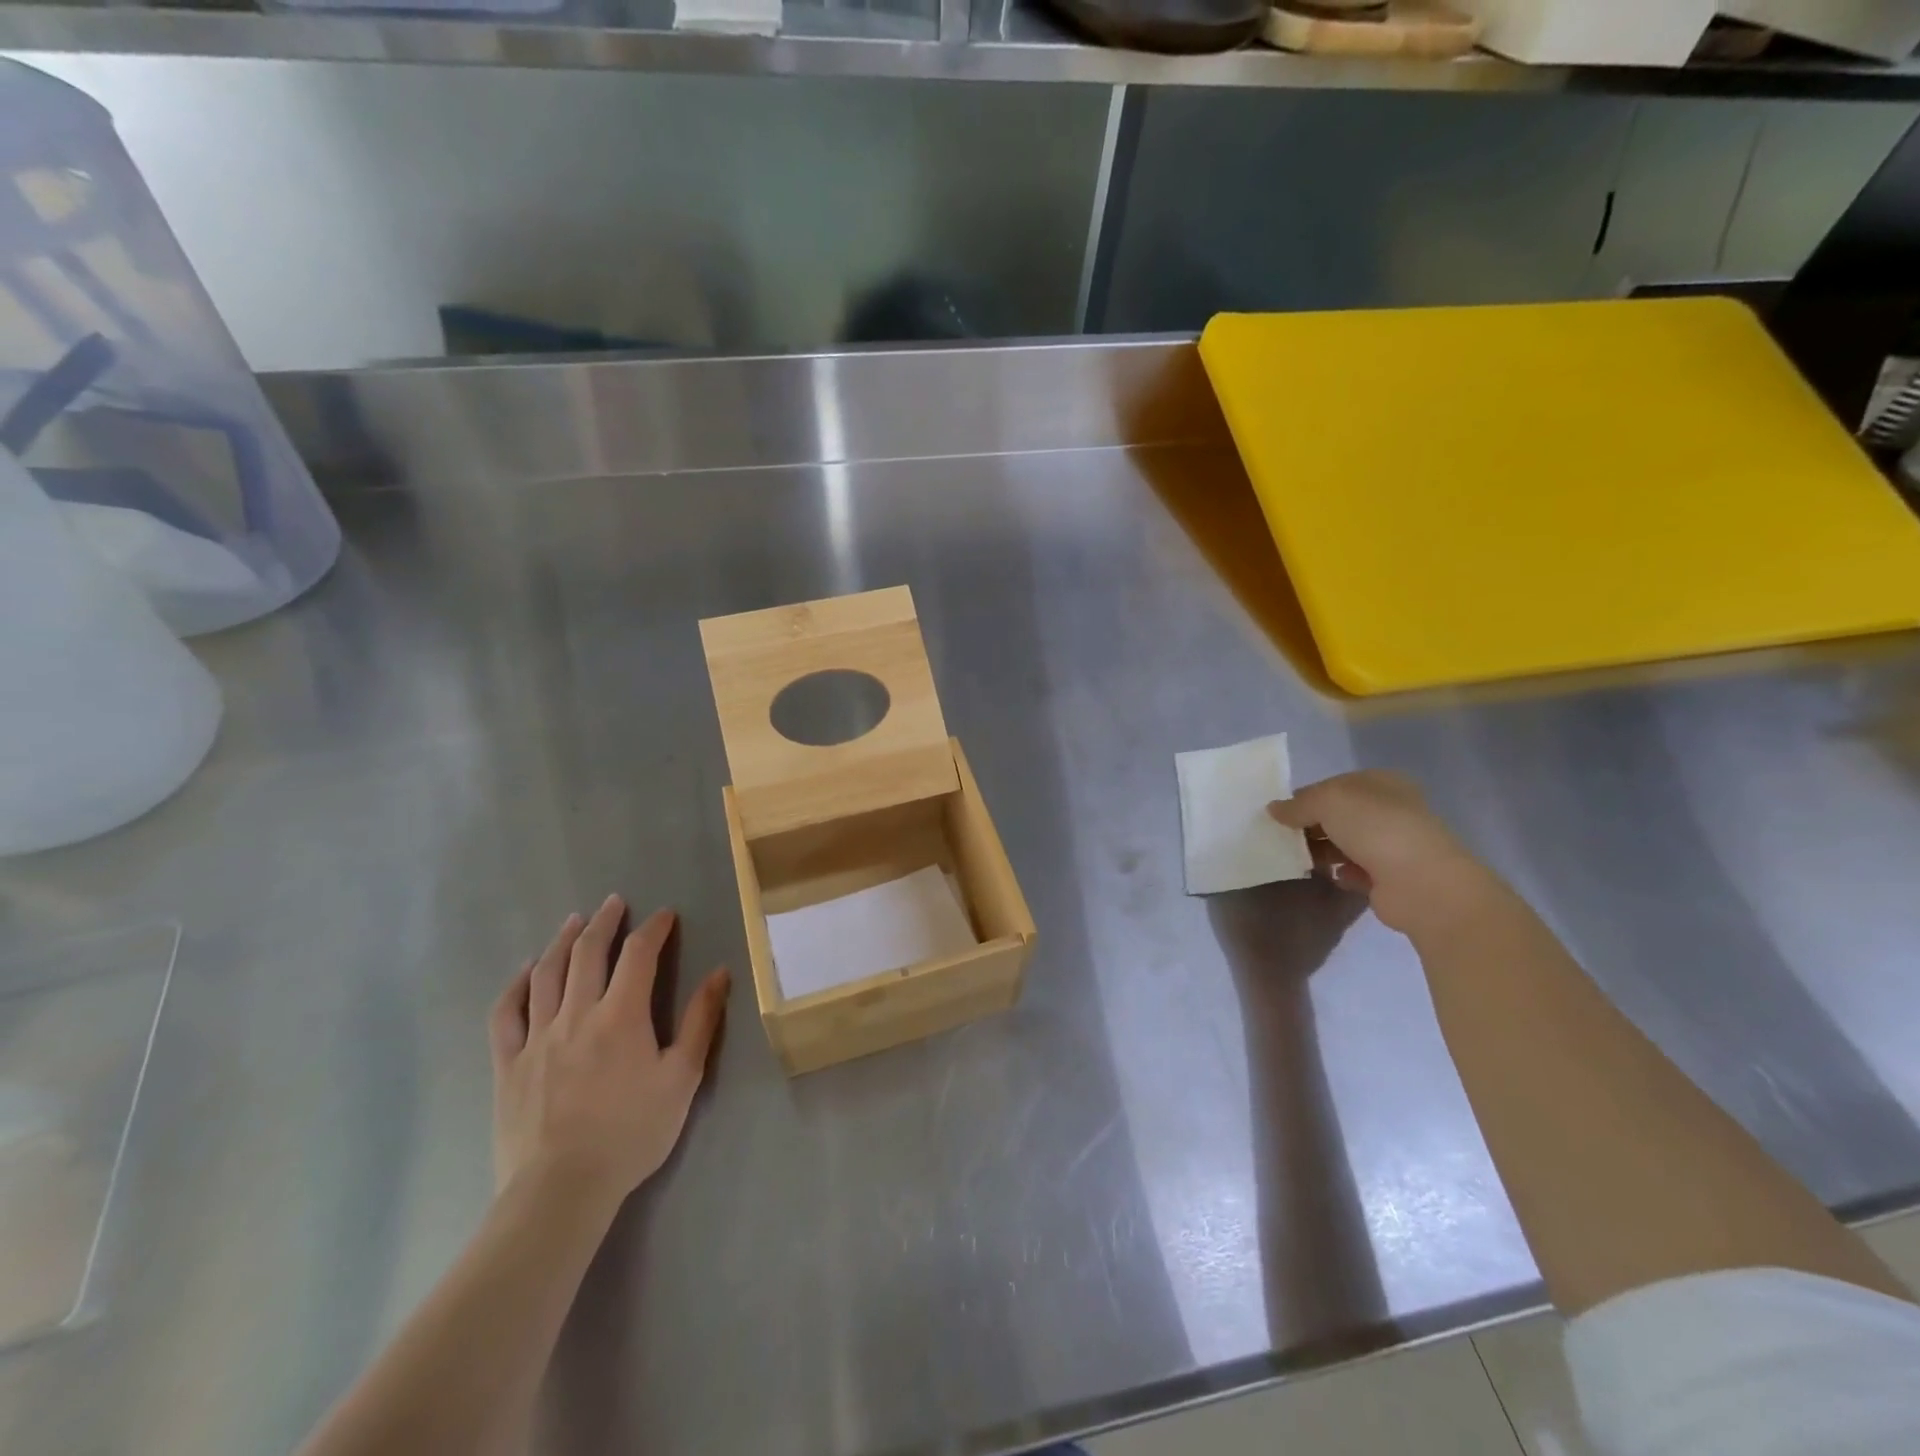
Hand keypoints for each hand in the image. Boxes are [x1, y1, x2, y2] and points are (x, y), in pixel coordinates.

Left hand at [489, 897, 729, 1217]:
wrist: (560, 1190)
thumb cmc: (631, 1134)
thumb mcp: (681, 1078)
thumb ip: (700, 1022)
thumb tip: (719, 973)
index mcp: (622, 1016)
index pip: (639, 954)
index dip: (653, 928)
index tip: (665, 915)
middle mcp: (576, 1014)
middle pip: (587, 953)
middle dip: (605, 922)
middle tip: (615, 902)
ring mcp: (536, 1037)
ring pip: (546, 974)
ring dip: (562, 941)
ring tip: (574, 922)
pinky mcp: (508, 1064)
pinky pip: (506, 1013)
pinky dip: (516, 984)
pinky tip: (526, 971)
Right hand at [1268, 771, 1495, 934]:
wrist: (1421, 883)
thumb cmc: (1375, 828)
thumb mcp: (1327, 801)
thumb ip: (1297, 804)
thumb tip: (1273, 809)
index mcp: (1381, 783)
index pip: (1332, 785)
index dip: (1304, 797)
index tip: (1278, 814)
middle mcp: (1389, 810)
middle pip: (1336, 815)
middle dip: (1308, 826)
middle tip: (1281, 838)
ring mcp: (1391, 845)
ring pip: (1342, 843)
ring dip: (1319, 851)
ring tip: (1296, 859)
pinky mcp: (1389, 878)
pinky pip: (1352, 871)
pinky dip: (1338, 873)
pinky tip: (1328, 875)